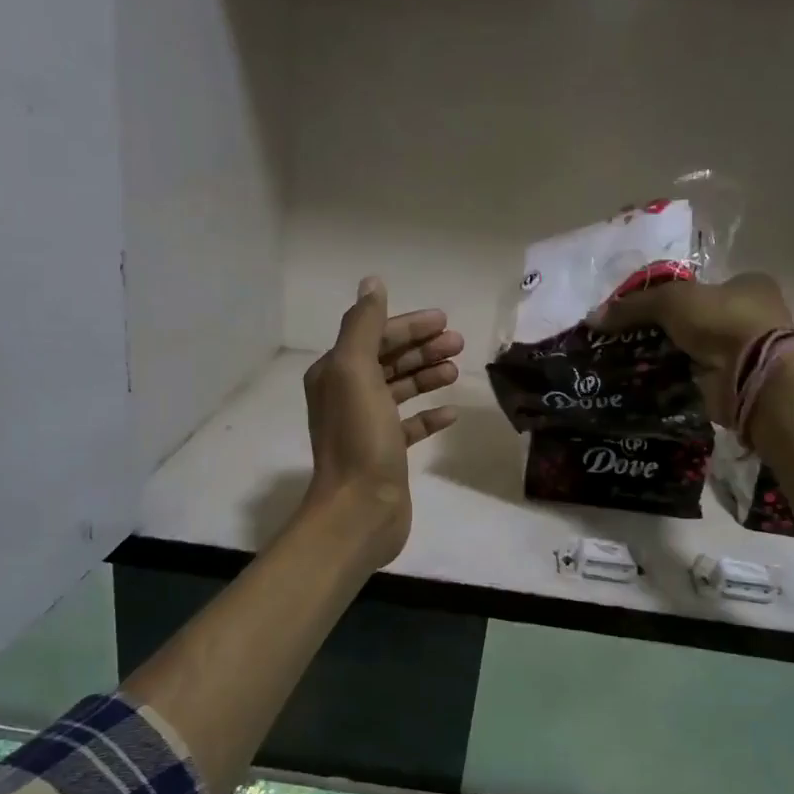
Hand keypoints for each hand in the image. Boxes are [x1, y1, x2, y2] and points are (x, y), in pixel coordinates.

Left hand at [301, 276, 462, 567]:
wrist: (359, 510)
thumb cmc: (359, 438)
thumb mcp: (355, 372)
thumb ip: (363, 325)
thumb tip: (372, 283)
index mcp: (335, 373)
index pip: (374, 336)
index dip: (408, 326)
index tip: (444, 321)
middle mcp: (346, 396)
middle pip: (388, 361)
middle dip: (422, 348)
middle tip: (459, 343)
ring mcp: (366, 427)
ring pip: (399, 391)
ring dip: (426, 376)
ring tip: (456, 370)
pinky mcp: (386, 454)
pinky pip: (409, 426)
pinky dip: (428, 415)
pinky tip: (450, 412)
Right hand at [589, 272, 793, 424]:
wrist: (753, 375)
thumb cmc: (723, 321)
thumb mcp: (671, 300)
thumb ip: (634, 306)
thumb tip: (593, 317)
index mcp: (747, 285)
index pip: (700, 287)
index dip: (668, 298)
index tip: (638, 312)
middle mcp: (749, 317)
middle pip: (693, 321)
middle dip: (662, 331)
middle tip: (626, 340)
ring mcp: (742, 353)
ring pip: (691, 351)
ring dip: (664, 358)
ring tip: (625, 364)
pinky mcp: (731, 384)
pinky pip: (691, 379)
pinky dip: (670, 381)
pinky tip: (641, 383)